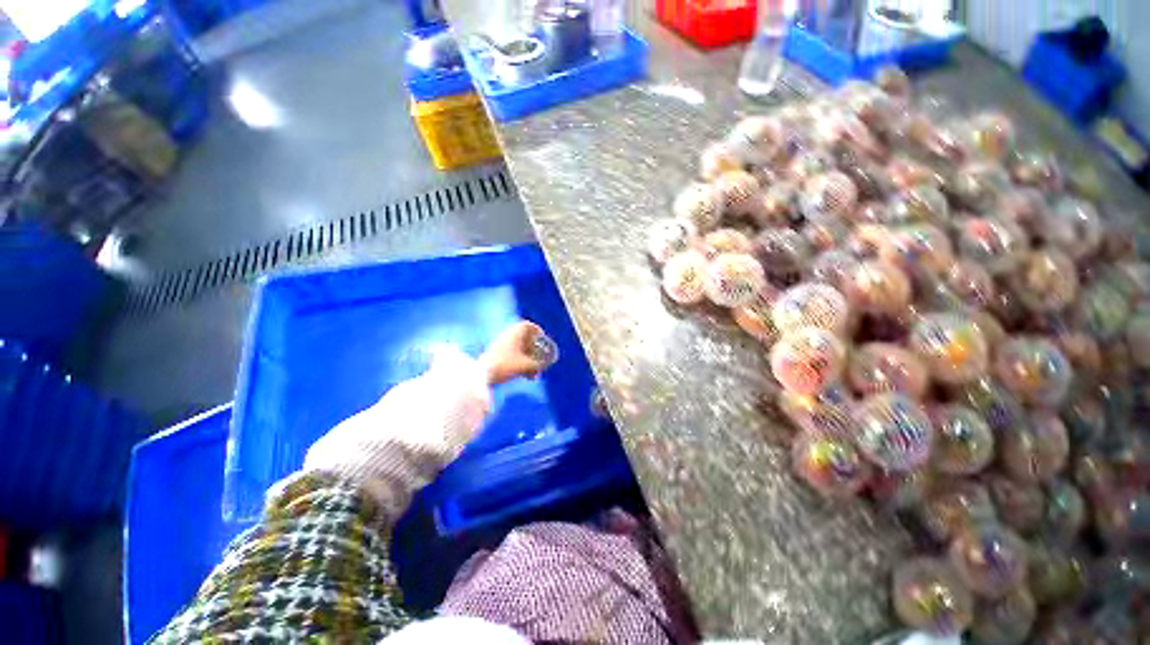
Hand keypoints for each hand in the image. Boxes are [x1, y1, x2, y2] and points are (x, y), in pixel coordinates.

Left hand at [480, 321, 548, 384]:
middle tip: (541, 358)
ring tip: (533, 374)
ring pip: (519, 350)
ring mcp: (500, 347)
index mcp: (513, 334)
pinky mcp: (496, 357)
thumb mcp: (525, 365)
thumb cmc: (505, 366)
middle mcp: (506, 337)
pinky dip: (520, 364)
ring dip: (528, 359)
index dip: (537, 331)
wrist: (480, 375)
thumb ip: (538, 364)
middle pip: (524, 340)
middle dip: (534, 350)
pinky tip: (525, 376)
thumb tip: (545, 364)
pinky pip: (512, 357)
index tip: (543, 338)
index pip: (526, 325)